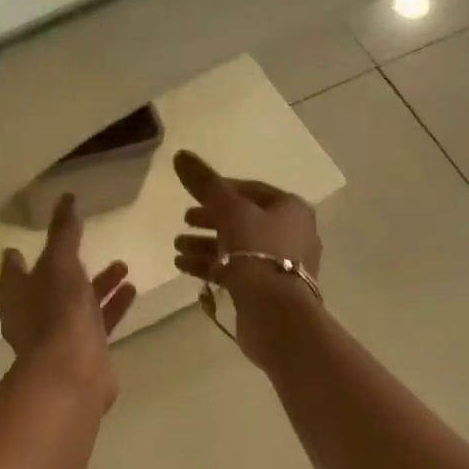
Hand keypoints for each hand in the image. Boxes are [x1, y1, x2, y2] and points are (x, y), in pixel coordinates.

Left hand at [0, 193, 137, 409]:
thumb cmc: (57, 311)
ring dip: (99, 285)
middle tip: (89, 247)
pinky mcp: (83, 350)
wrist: (72, 373)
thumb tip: (66, 198)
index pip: (13, 268)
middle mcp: (31, 314)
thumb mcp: (60, 263)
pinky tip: (132, 291)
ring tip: (123, 266)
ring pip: (78, 302)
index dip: (20, 255)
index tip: (28, 241)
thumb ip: (64, 232)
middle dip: (71, 266)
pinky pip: (99, 322)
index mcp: (15, 293)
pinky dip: (113, 305)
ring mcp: (57, 335)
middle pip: (49, 285)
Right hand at [172, 150, 322, 366]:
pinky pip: (236, 270)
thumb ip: (205, 184)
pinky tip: (183, 267)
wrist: (276, 313)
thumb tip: (180, 154)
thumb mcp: (229, 210)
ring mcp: (281, 265)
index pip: (250, 190)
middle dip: (209, 220)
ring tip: (177, 248)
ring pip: (237, 247)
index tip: (192, 197)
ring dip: (205, 245)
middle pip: (242, 220)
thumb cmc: (257, 252)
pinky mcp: (268, 290)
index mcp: (290, 209)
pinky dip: (211, 266)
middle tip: (184, 221)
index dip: (219, 190)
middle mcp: (291, 234)